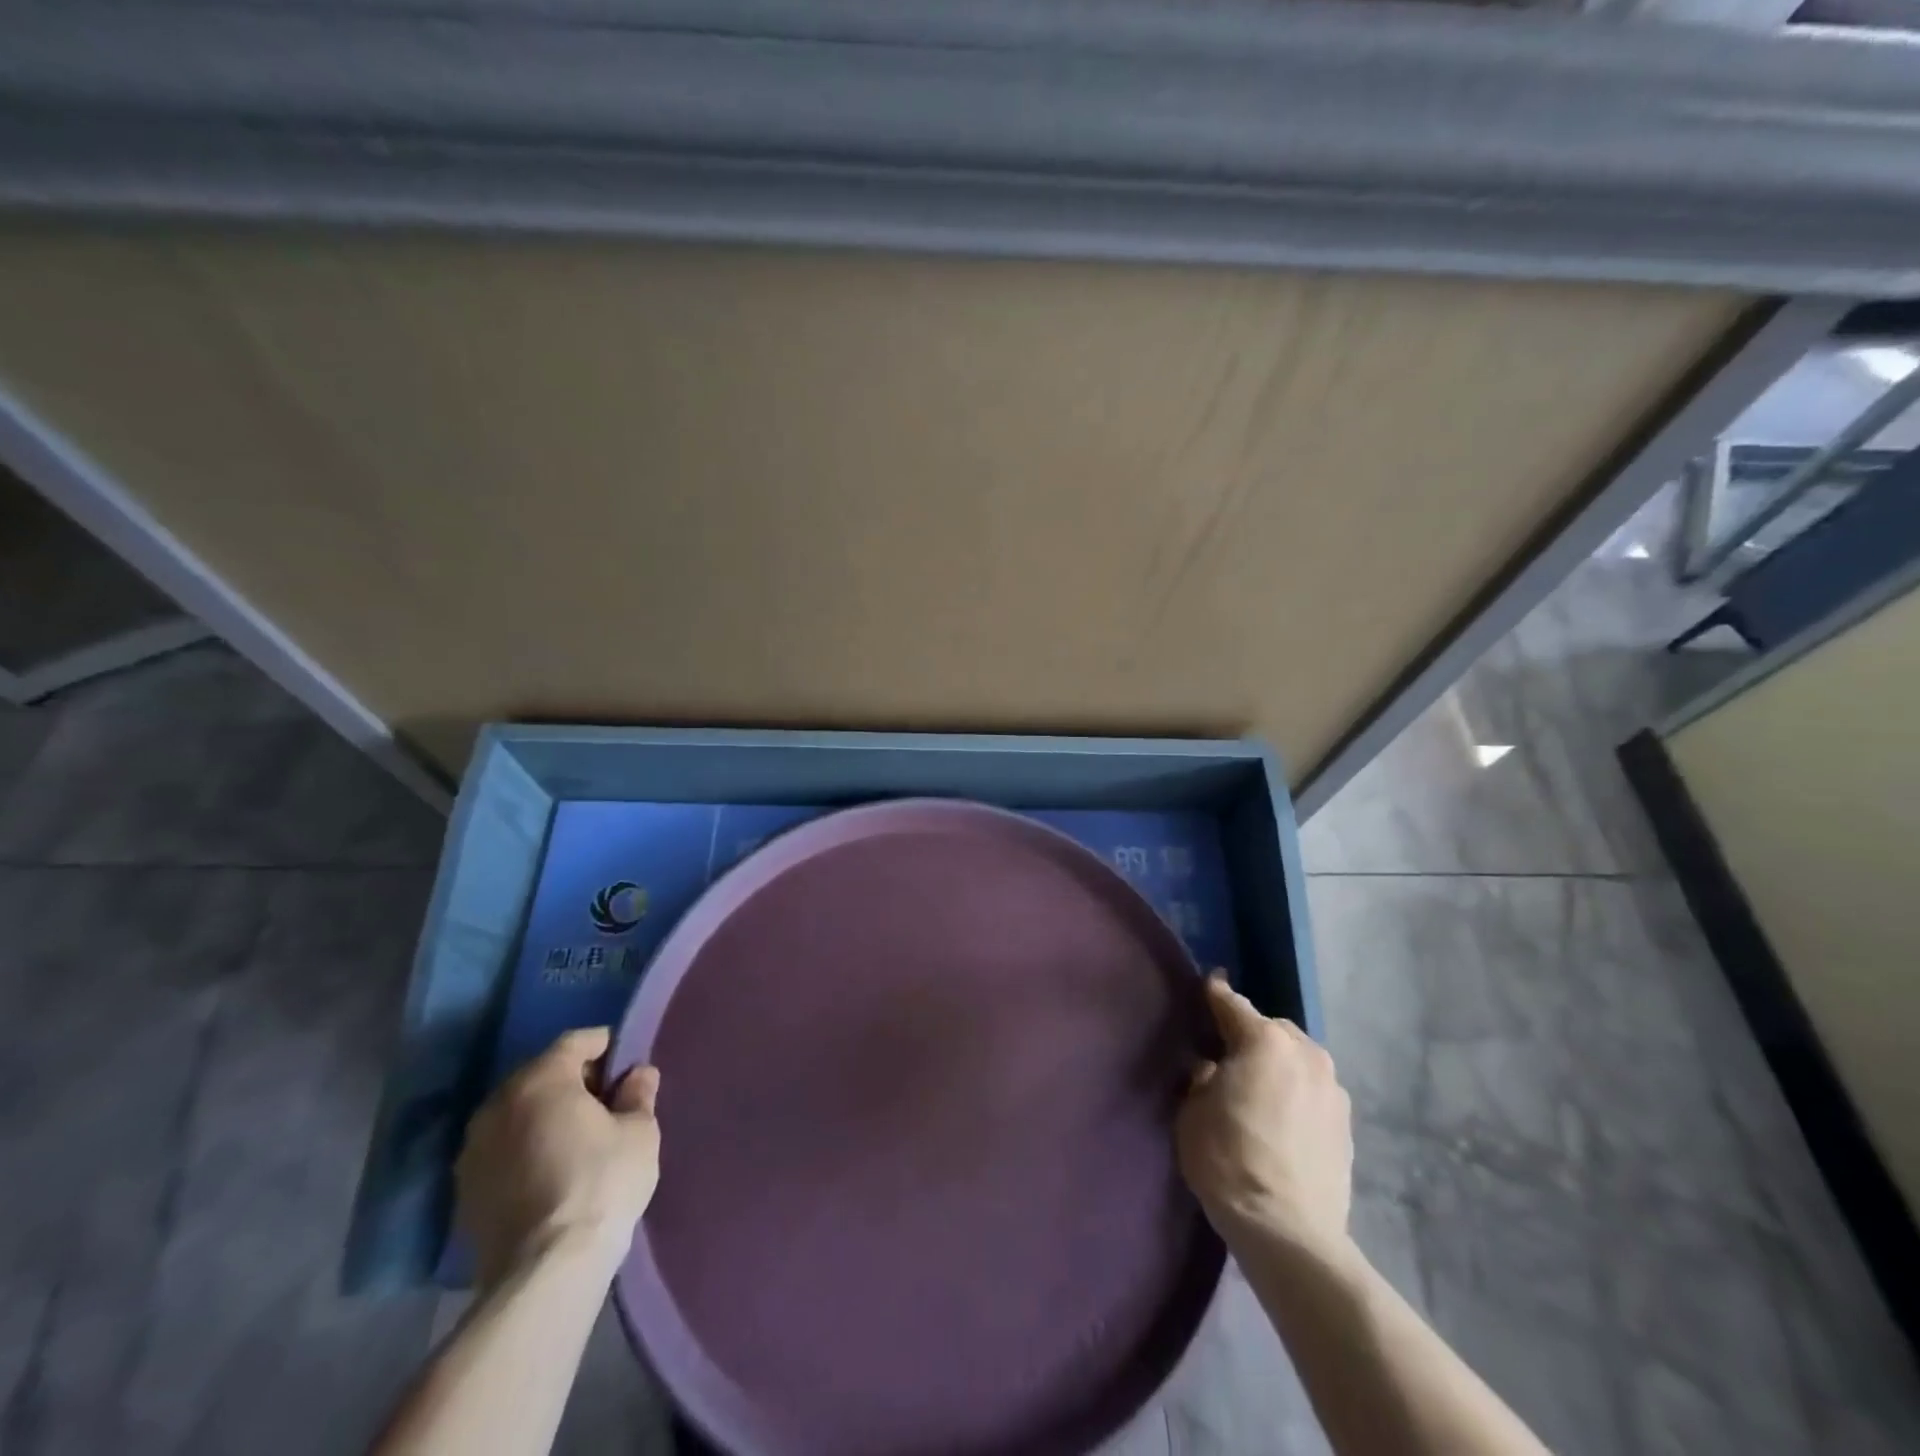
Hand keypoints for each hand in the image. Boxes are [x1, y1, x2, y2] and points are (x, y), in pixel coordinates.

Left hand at [456, 1027, 661, 1288]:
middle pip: (540, 1075)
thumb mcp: (639, 1132)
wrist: (545, 1271)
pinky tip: (549, 1171)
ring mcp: (473, 1150)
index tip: (625, 1063)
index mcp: (541, 1080)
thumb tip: (638, 1074)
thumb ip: (638, 1095)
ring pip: (516, 1114)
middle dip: (572, 1081)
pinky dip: (524, 1149)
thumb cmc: (601, 1183)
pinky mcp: (464, 1191)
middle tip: (604, 1101)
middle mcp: (498, 1104)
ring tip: (575, 1138)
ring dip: (543, 1116)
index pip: (575, 1042)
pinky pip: (501, 1150)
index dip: (604, 1046)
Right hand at [1176, 977, 1352, 1261]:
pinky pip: (1313, 1092)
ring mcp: (1333, 1089)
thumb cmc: (1228, 1159)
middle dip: (1250, 1036)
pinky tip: (1281, 1120)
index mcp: (1265, 1040)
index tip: (1208, 985)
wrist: (1288, 1231)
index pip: (1232, 1004)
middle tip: (1227, 1058)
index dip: (1214, 995)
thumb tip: (1213, 1068)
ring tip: (1258, 1091)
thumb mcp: (1192, 1110)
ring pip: (1297, 1060)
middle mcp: (1306, 1053)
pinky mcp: (1347, 1124)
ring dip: (1278, 1066)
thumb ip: (1202, 1076)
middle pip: (1271, 1029)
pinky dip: (1296, 1094)